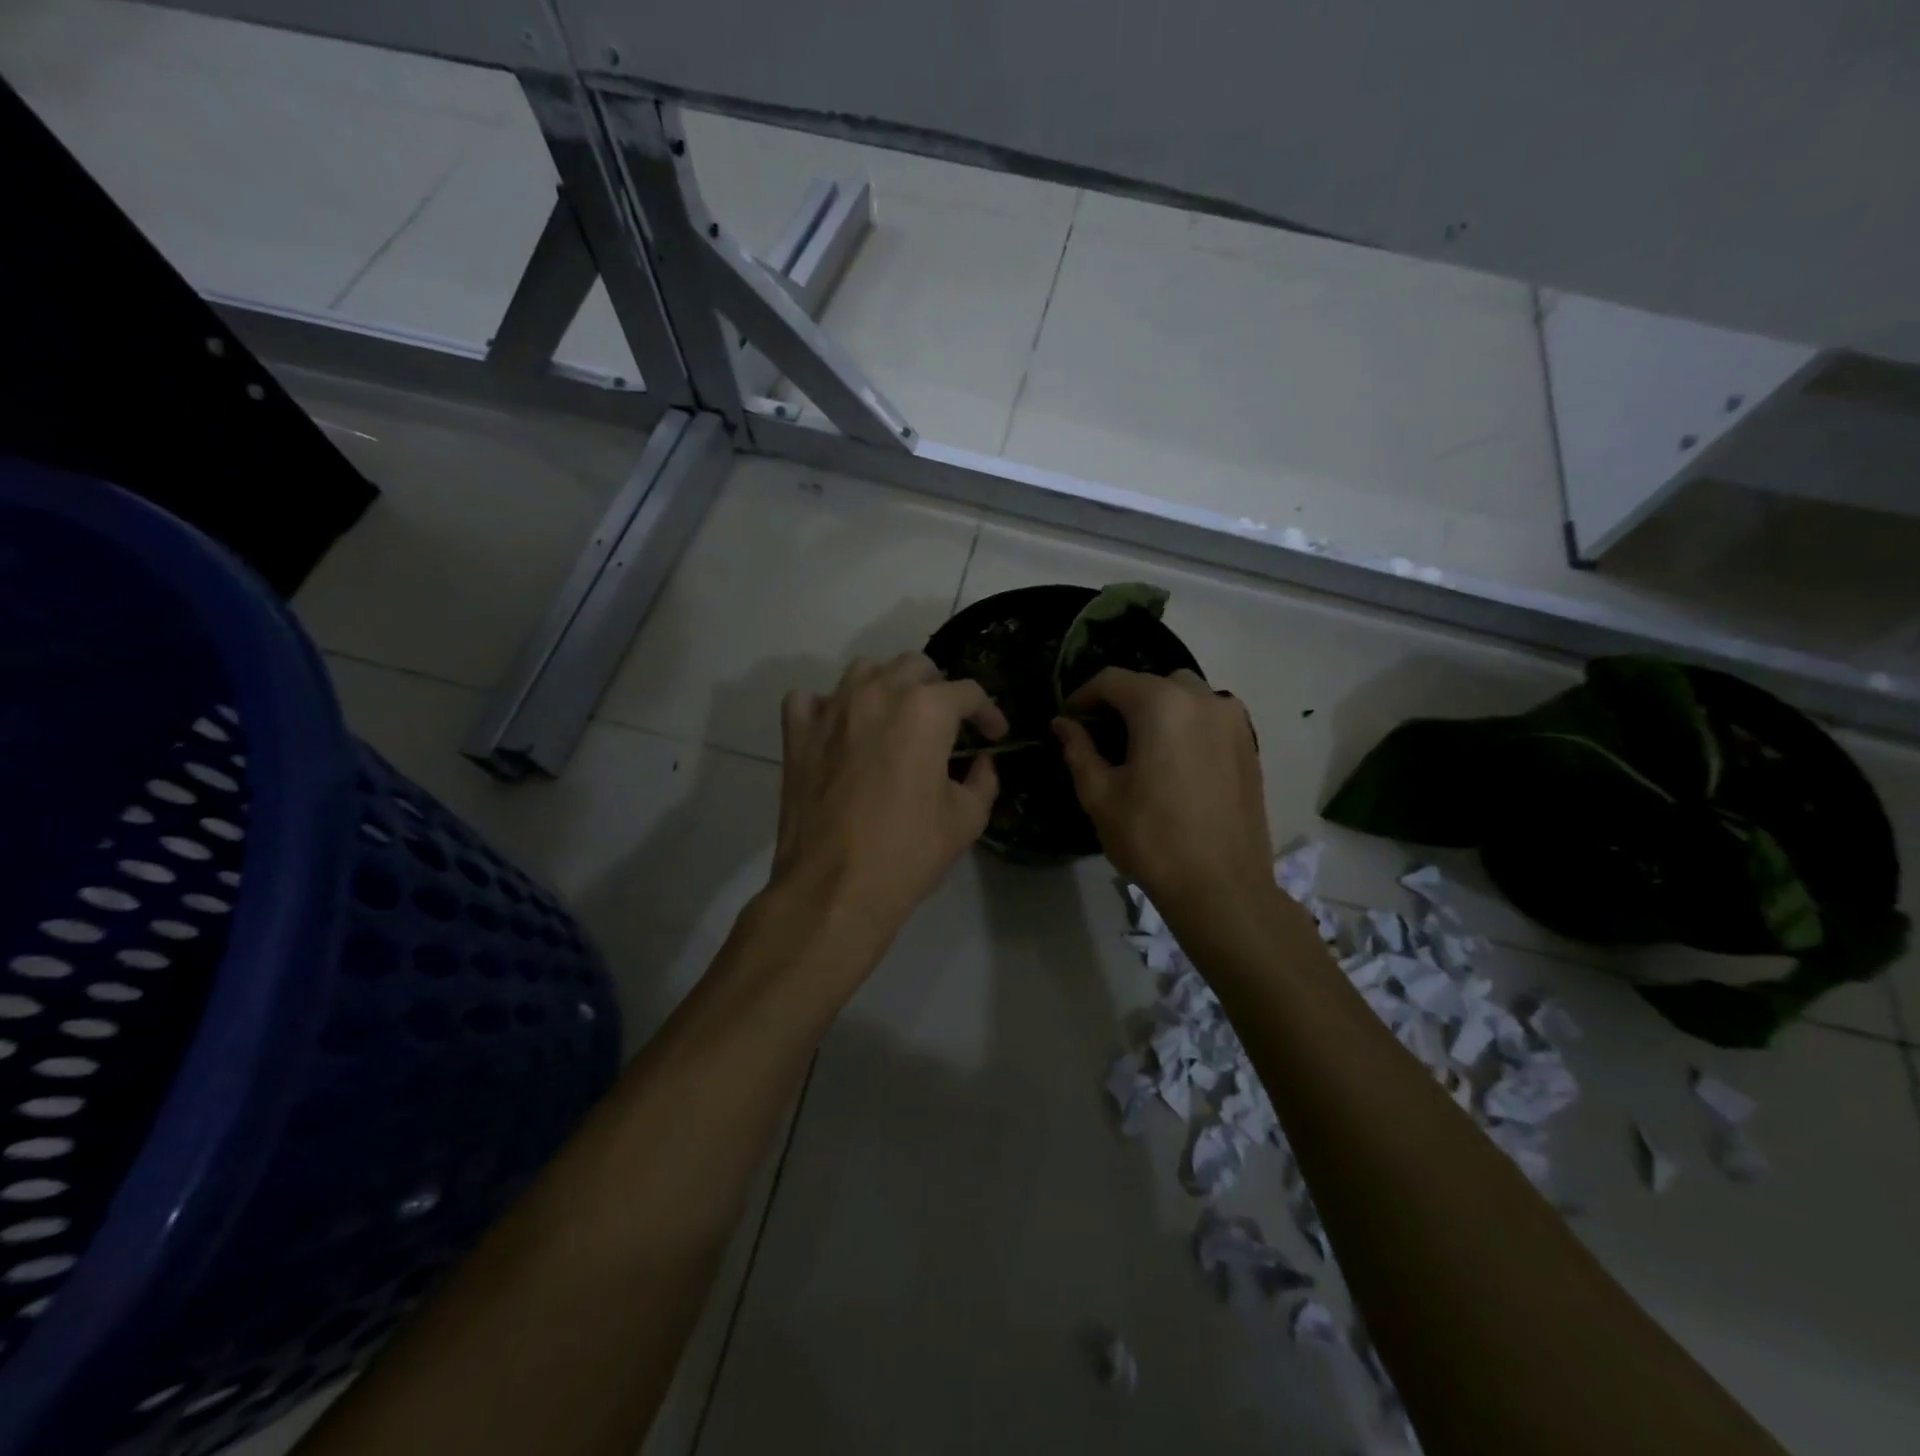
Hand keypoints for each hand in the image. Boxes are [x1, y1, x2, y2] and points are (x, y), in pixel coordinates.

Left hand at [773, 652, 1008, 945]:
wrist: (834, 888)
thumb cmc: (907, 853)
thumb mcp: (966, 819)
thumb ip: (983, 781)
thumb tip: (982, 763)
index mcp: (925, 710)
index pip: (967, 692)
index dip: (988, 712)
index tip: (994, 735)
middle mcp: (877, 694)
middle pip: (915, 666)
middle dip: (938, 688)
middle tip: (946, 723)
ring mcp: (831, 709)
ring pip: (864, 670)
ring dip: (886, 686)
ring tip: (895, 717)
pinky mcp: (797, 733)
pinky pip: (811, 699)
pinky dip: (828, 707)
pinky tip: (840, 730)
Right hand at [1054, 668, 1273, 918]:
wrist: (1222, 887)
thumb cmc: (1152, 839)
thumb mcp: (1100, 795)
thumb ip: (1079, 750)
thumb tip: (1063, 723)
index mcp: (1162, 705)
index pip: (1112, 680)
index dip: (1083, 694)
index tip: (1068, 717)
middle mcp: (1203, 700)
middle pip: (1151, 682)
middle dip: (1122, 700)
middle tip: (1101, 732)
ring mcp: (1233, 721)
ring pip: (1185, 696)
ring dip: (1157, 709)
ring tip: (1138, 746)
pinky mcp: (1249, 745)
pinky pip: (1209, 718)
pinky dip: (1185, 725)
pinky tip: (1171, 760)